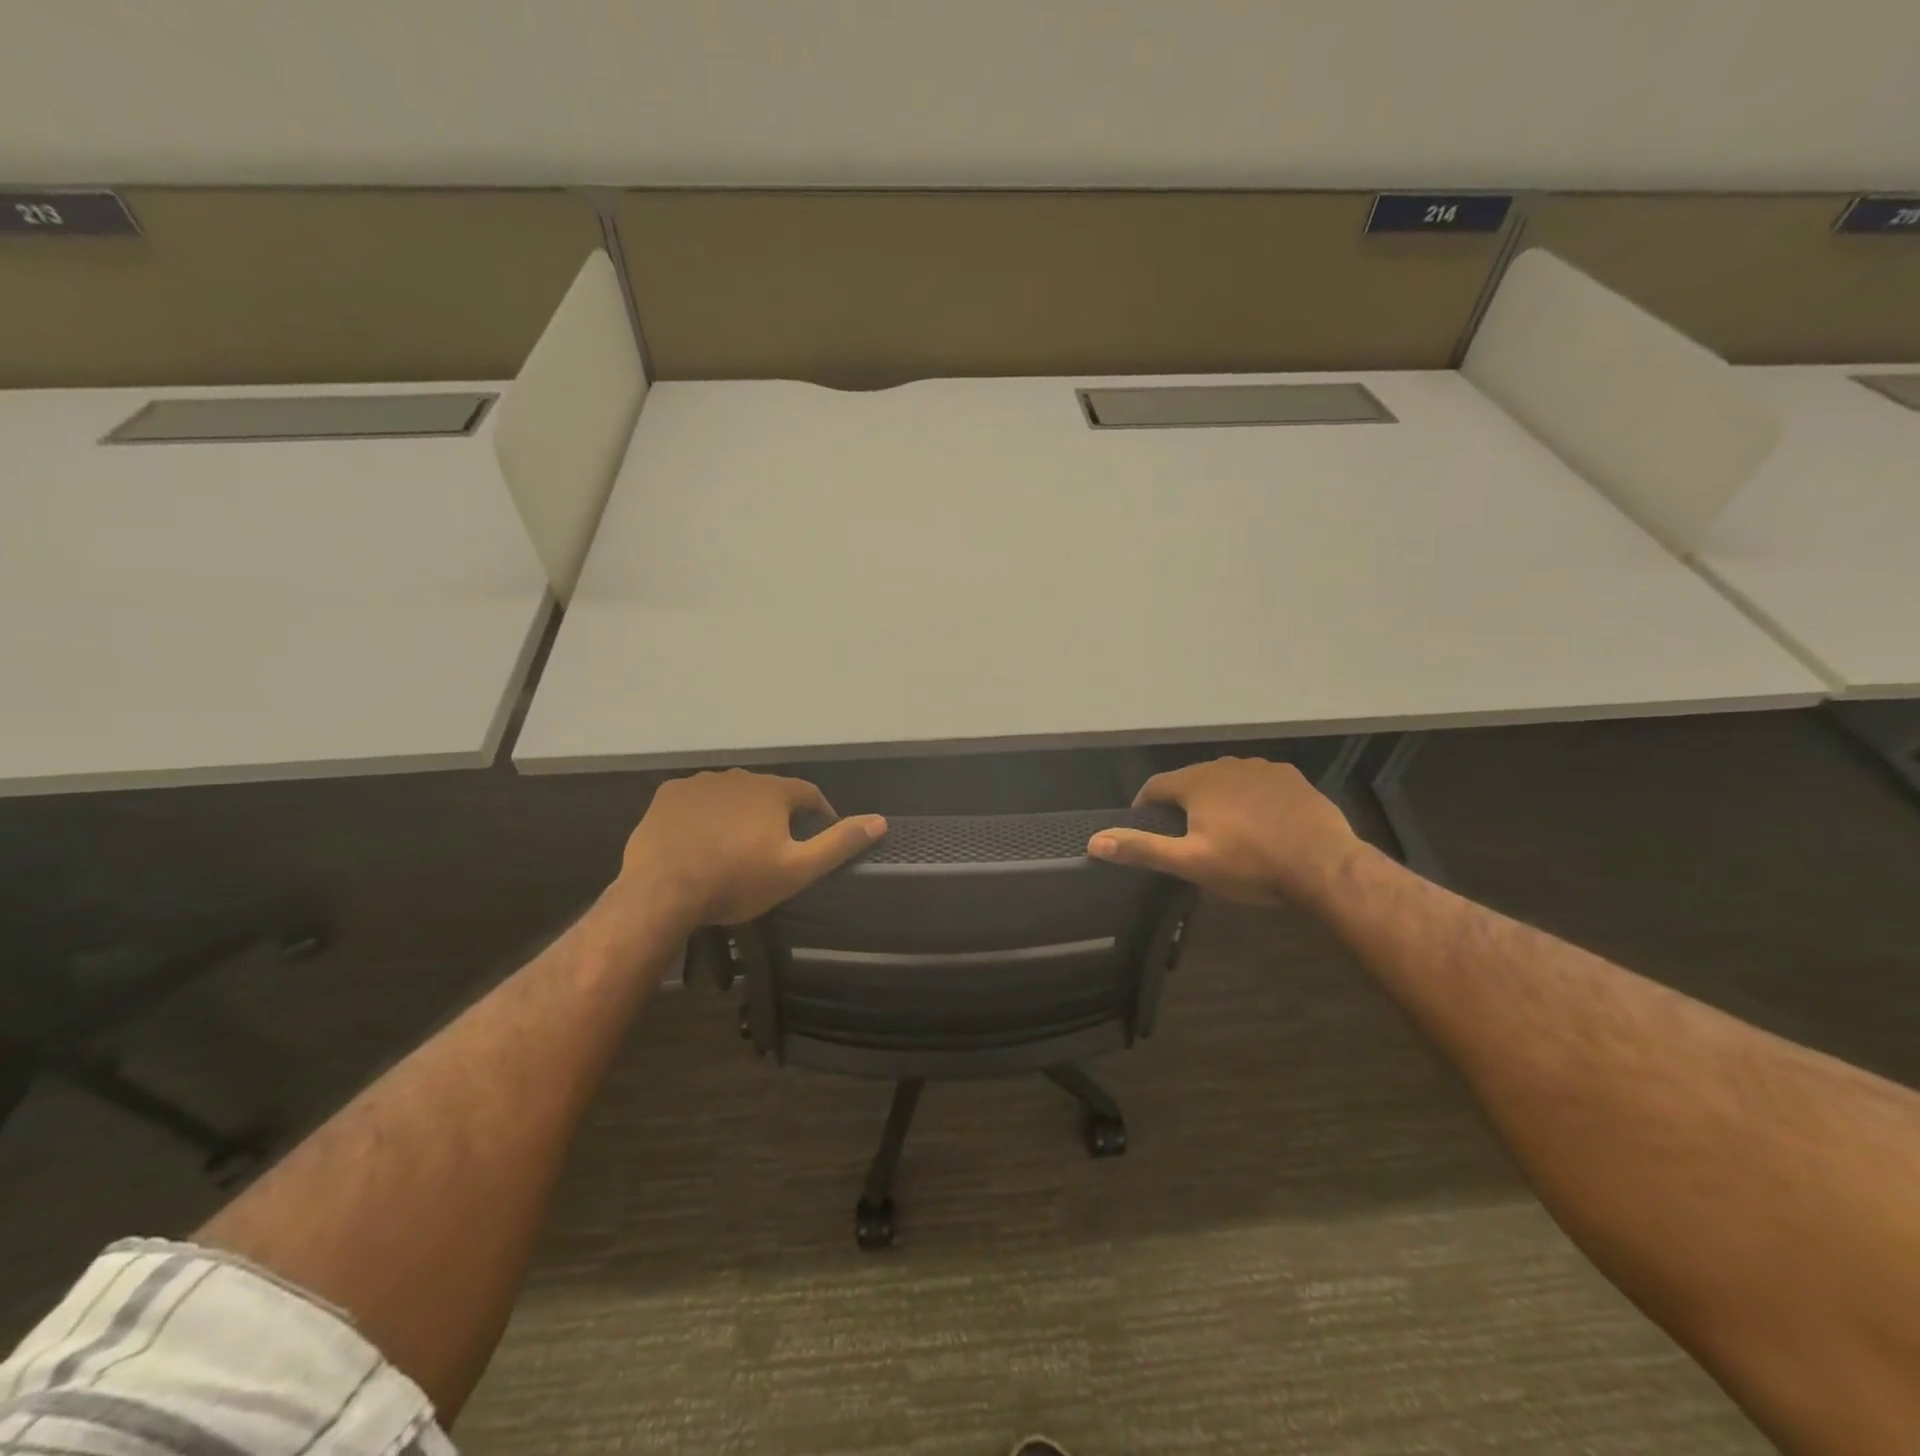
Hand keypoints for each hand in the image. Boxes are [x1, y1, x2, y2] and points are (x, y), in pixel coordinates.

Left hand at [612, 769, 886, 931]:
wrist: (662, 891)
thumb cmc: (736, 881)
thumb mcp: (797, 869)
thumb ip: (838, 843)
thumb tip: (880, 821)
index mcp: (772, 791)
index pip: (808, 793)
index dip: (818, 812)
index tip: (818, 834)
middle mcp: (739, 776)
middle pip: (768, 793)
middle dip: (776, 814)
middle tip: (774, 848)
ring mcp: (700, 783)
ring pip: (731, 794)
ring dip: (739, 813)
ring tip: (736, 846)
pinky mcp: (668, 796)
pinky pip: (697, 801)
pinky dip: (705, 815)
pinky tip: (700, 840)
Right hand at [1087, 756, 1362, 904]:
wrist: (1325, 866)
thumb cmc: (1251, 865)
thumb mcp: (1190, 863)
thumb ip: (1142, 849)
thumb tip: (1093, 841)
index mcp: (1196, 782)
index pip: (1154, 786)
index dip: (1144, 808)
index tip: (1146, 831)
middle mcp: (1225, 764)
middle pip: (1190, 781)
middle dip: (1182, 805)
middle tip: (1186, 838)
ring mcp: (1261, 768)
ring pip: (1224, 780)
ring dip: (1216, 799)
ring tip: (1223, 832)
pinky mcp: (1290, 777)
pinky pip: (1256, 783)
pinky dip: (1249, 798)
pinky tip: (1259, 823)